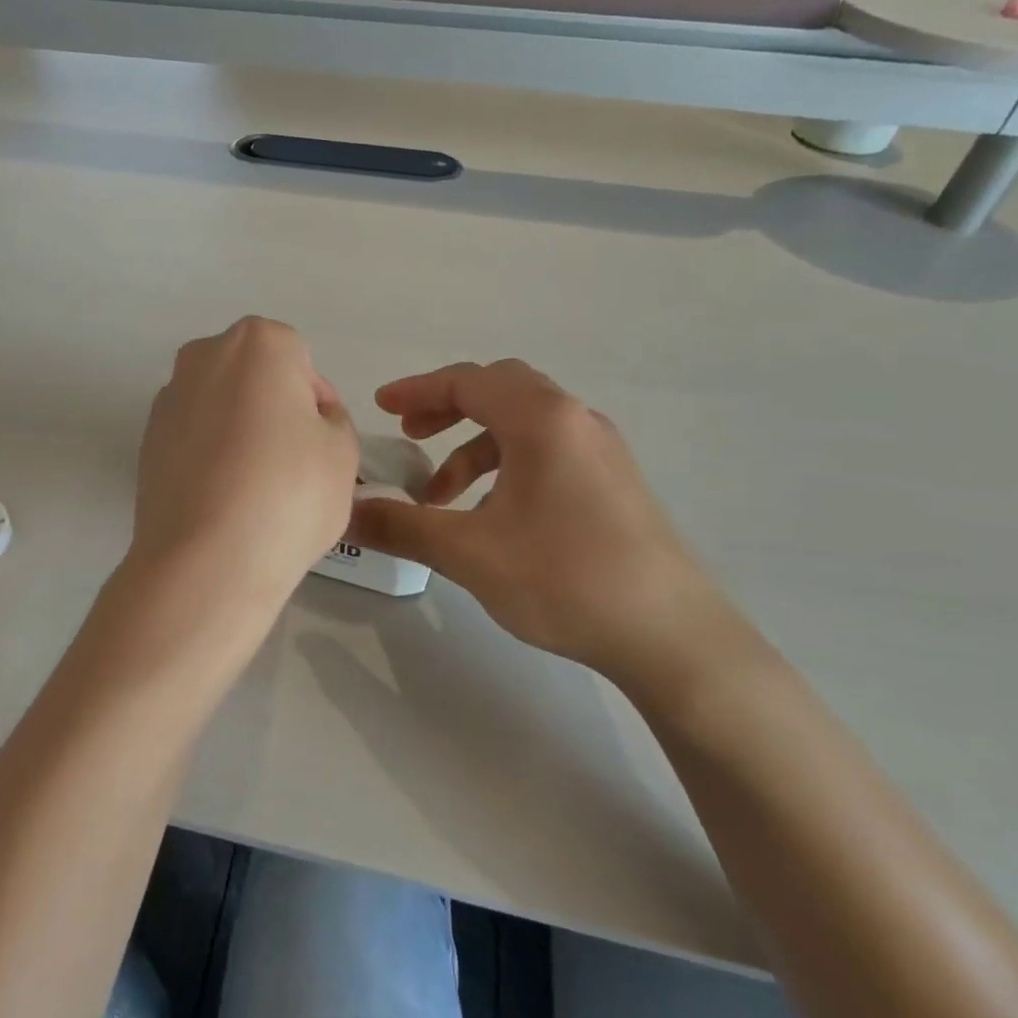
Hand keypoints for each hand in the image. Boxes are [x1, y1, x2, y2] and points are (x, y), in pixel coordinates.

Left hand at [131, 319, 359, 603]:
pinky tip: (222, 498)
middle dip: (274, 408)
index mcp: (258, 343)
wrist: (205, 560)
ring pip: (220, 406)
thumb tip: (308, 420)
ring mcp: (168, 398)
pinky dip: (210, 456)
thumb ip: (332, 420)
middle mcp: (203, 356)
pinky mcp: (145, 441)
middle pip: (254, 376)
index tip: (321, 444)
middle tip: (293, 462)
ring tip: (255, 487)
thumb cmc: (289, 494)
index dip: (317, 403)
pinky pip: (193, 437)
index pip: (301, 361)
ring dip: (239, 431)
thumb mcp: (343, 453)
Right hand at [347, 360, 753, 685]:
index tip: (380, 407)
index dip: (417, 390)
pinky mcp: (613, 482)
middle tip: (410, 435)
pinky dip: (506, 466)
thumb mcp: (469, 553)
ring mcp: (601, 451)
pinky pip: (547, 452)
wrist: (670, 635)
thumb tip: (347, 514)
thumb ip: (402, 527)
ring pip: (524, 425)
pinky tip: (492, 516)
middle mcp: (576, 421)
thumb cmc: (564, 578)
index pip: (468, 382)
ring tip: (442, 495)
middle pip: (500, 391)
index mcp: (542, 421)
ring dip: (474, 446)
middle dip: (447, 409)